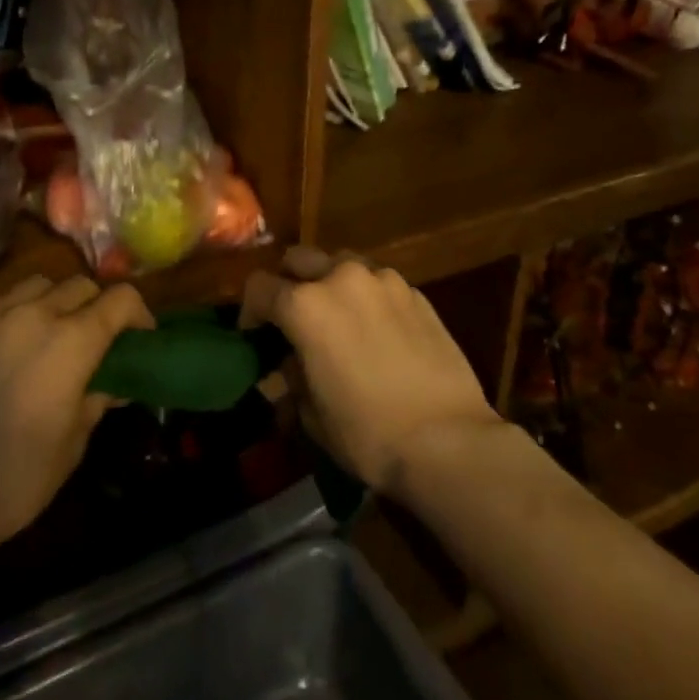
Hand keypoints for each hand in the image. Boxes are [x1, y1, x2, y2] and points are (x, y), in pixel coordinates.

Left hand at [0, 275, 153, 556]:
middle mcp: (34, 314)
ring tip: (46, 334)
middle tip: (93, 338)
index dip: (138, 314)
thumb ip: (97, 397)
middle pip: (80, 284)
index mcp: (72, 341)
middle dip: (96, 306)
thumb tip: (113, 382)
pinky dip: (11, 315)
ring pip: (36, 285)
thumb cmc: (18, 478)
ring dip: (53, 302)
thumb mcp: (74, 441)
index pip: (121, 299)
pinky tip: (3, 348)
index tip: (139, 337)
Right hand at [242, 249, 503, 496]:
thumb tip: (291, 364)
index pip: (259, 287)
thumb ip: (293, 377)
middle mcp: (341, 279)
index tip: (253, 334)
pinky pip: (378, 282)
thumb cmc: (369, 433)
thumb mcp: (312, 414)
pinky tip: (377, 329)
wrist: (449, 440)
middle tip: (293, 317)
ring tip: (338, 317)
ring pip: (342, 263)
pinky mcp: (415, 292)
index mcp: (305, 306)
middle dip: (289, 282)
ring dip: (330, 283)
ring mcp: (383, 280)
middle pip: (299, 259)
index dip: (250, 310)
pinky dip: (367, 297)